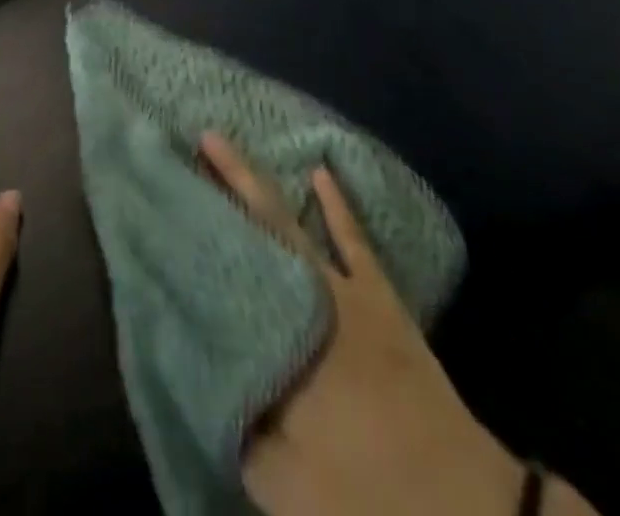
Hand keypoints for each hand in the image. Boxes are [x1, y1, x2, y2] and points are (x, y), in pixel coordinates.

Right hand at [198, 133, 528, 515]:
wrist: (459, 507)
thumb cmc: (360, 489)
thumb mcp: (281, 479)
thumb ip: (237, 425)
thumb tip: (199, 375)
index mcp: (273, 334)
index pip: (217, 267)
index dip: (187, 227)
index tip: (160, 192)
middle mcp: (301, 295)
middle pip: (247, 226)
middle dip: (214, 183)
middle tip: (184, 141)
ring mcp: (343, 289)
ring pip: (287, 220)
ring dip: (253, 181)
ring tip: (219, 141)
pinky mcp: (380, 297)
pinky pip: (353, 238)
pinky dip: (336, 204)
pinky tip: (319, 172)